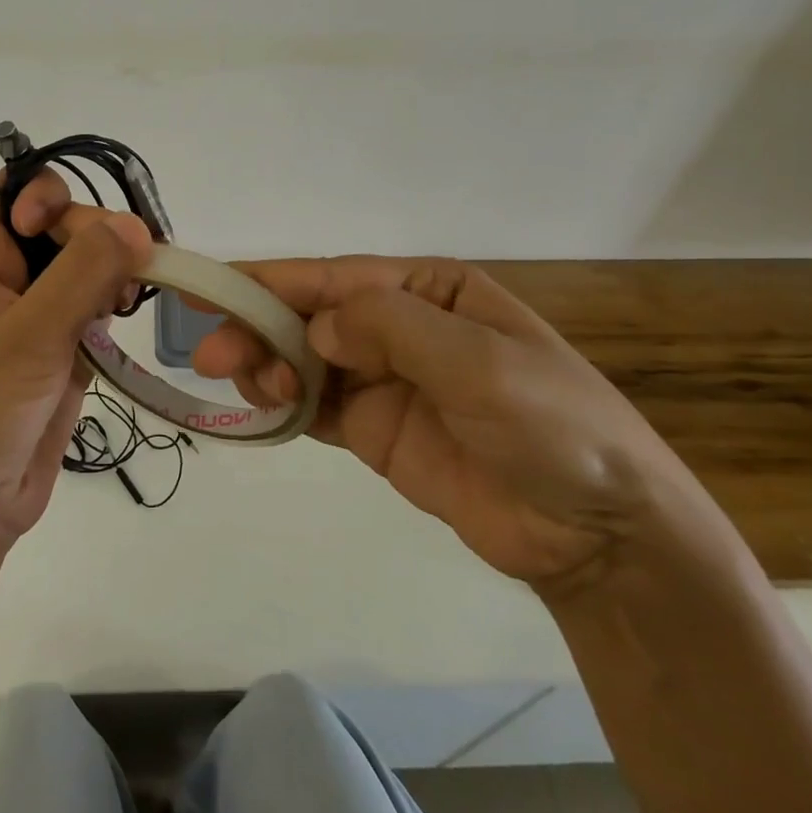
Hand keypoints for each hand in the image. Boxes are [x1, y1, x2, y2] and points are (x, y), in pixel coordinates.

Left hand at [0, 171, 152, 553]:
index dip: (49, 198)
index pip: (18, 193)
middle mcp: (7, 273)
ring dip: (113, 267)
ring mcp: (39, 309)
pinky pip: (97, 301)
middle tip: (122, 273)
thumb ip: (83, 272)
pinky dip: (116, 300)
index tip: (74, 232)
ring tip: (127, 295)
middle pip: (63, 223)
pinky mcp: (65, 343)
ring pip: (87, 261)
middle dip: (97, 236)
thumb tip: (137, 225)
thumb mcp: (28, 333)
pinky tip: (125, 311)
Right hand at [193, 257, 709, 592]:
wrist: (600, 535)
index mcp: (429, 290)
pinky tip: (259, 408)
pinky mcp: (375, 431)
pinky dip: (280, 404)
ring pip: (302, 359)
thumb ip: (391, 327)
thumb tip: (316, 327)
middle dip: (259, 328)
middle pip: (309, 316)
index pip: (335, 278)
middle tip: (211, 355)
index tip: (213, 288)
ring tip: (250, 387)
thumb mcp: (479, 360)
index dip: (271, 280)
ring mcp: (384, 380)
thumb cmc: (551, 425)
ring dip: (266, 365)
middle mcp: (400, 326)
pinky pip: (314, 407)